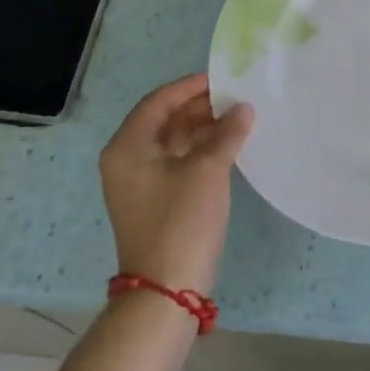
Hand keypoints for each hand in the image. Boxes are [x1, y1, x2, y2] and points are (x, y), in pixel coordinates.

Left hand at [99, 75, 254, 295]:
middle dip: (199, 108)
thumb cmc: (182, 220)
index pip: (159, 101)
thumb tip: (243, 108)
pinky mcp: (152, 201)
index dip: (191, 87)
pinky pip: (174, 162)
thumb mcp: (208, 169)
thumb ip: (227, 132)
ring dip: (201, 129)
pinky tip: (226, 147)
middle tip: (235, 99)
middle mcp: (126, 160)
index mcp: (128, 146)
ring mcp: (137, 183)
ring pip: (171, 141)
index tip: (223, 79)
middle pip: (163, 120)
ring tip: (237, 120)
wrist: (166, 290)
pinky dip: (198, 151)